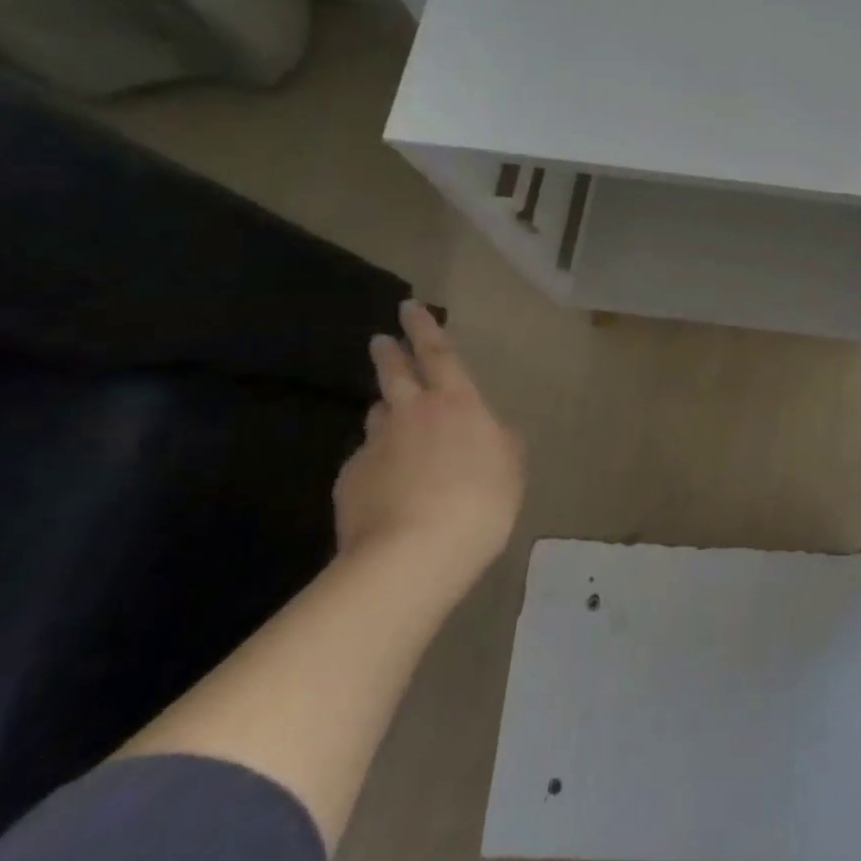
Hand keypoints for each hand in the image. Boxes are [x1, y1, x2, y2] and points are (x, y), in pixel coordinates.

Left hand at [334, 300, 526, 574]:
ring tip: (392, 421)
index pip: (438, 354)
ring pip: (378, 417)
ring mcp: (374, 446)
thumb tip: (490, 431)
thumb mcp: (511, 467)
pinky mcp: (349, 481)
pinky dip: (376, 463)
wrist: (413, 554)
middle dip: (389, 353)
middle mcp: (411, 413)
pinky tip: (385, 486)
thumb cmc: (480, 501)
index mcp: (457, 403)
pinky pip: (365, 461)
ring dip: (385, 412)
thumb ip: (500, 442)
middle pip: (395, 373)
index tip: (409, 306)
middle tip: (380, 341)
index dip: (425, 328)